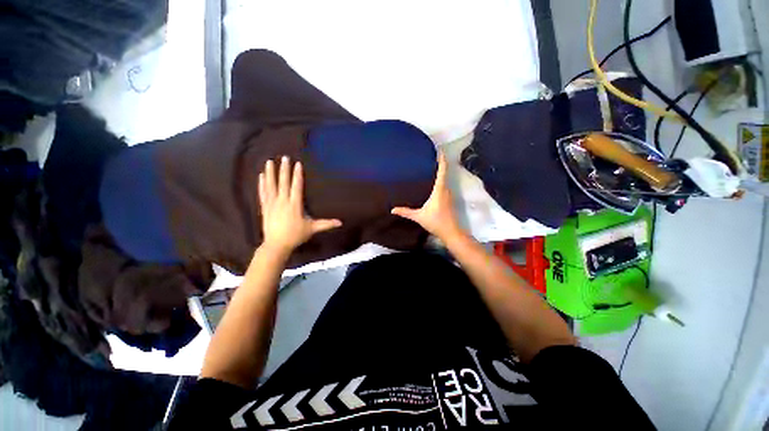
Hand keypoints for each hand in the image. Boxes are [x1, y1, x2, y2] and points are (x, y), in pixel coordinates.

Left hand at [259, 156, 341, 254]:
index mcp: (295, 205)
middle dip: (284, 169)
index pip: (296, 187)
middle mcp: (283, 201)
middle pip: (283, 183)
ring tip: (269, 161)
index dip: (297, 175)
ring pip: (271, 185)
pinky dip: (262, 184)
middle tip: (284, 157)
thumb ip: (326, 224)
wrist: (276, 245)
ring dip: (271, 173)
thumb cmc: (296, 235)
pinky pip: (263, 193)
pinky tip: (261, 176)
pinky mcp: (265, 208)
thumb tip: (340, 222)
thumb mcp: (312, 229)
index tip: (297, 164)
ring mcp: (272, 204)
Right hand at [391, 152, 462, 240]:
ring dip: (439, 173)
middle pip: (444, 173)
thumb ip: (406, 212)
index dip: (441, 160)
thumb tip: (392, 209)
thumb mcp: (419, 216)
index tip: (439, 150)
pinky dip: (440, 181)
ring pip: (444, 180)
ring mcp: (449, 195)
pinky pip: (444, 186)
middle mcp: (446, 189)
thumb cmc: (436, 222)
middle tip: (429, 157)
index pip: (442, 171)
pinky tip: (432, 183)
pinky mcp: (449, 200)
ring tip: (429, 167)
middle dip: (438, 164)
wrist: (451, 232)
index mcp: (439, 190)